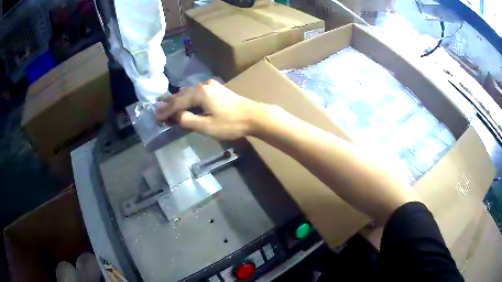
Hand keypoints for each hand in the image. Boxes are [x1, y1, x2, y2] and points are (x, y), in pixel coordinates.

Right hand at [156, 79, 264, 139]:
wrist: (254, 116)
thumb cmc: (231, 123)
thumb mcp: (207, 126)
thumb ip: (188, 120)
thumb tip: (176, 116)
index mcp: (200, 93)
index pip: (178, 102)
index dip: (166, 110)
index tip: (156, 116)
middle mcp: (204, 86)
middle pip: (182, 94)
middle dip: (169, 102)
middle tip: (157, 107)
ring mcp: (212, 86)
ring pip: (189, 92)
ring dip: (178, 99)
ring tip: (167, 103)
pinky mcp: (217, 90)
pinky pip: (197, 93)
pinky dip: (188, 98)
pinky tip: (185, 100)